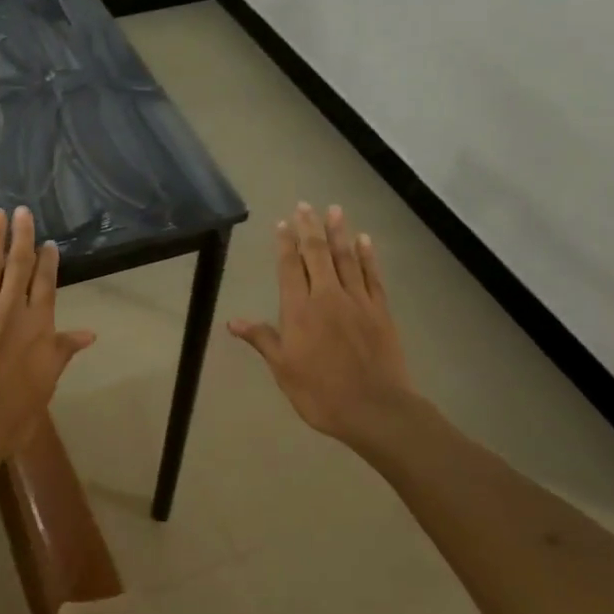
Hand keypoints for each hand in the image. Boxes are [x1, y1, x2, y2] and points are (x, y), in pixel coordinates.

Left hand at [0, 206, 96, 466]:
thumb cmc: (12, 416)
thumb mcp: (46, 384)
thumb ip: (62, 352)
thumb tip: (89, 333)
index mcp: (38, 327)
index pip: (46, 284)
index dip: (48, 261)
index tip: (49, 242)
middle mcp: (10, 311)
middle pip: (18, 265)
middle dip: (21, 236)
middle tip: (21, 210)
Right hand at [228, 202, 415, 448]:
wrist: (375, 409)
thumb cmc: (320, 393)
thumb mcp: (283, 369)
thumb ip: (262, 339)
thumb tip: (232, 322)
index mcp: (299, 310)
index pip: (289, 268)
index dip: (285, 244)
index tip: (283, 223)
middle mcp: (327, 296)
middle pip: (317, 254)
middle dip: (309, 228)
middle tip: (305, 205)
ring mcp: (357, 301)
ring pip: (346, 258)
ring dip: (339, 232)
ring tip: (334, 210)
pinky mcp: (380, 310)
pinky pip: (372, 275)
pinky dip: (367, 255)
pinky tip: (364, 240)